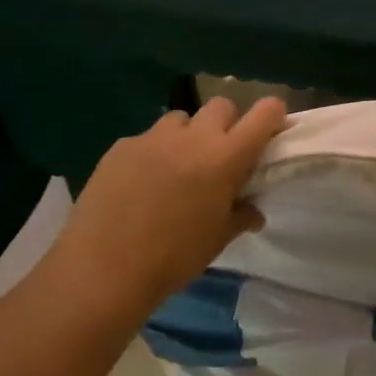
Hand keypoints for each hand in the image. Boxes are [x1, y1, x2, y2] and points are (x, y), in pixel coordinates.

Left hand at [48, 96, 288, 313]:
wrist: (103, 269)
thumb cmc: (173, 258)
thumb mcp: (218, 239)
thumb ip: (241, 215)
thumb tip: (253, 210)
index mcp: (226, 156)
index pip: (264, 113)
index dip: (272, 116)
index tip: (270, 133)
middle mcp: (193, 136)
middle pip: (222, 106)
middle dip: (227, 124)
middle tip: (220, 156)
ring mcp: (153, 137)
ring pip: (181, 119)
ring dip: (187, 136)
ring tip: (176, 168)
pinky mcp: (121, 145)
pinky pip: (147, 138)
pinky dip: (153, 153)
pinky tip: (140, 184)